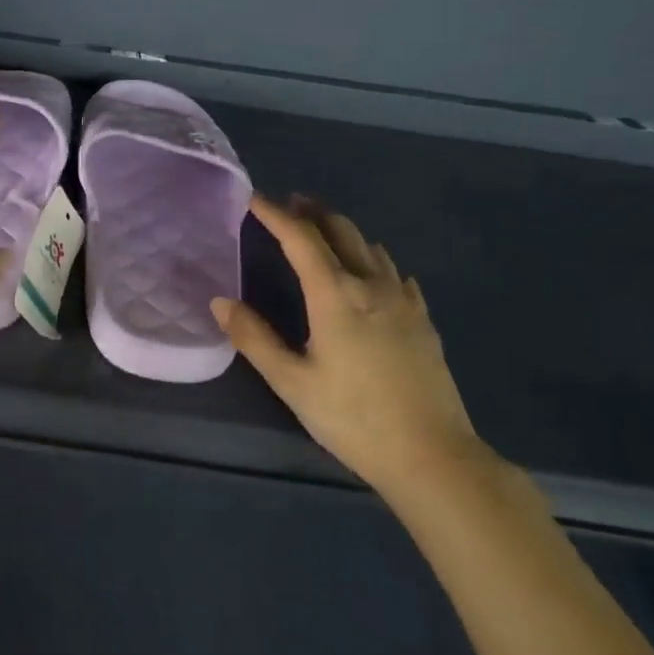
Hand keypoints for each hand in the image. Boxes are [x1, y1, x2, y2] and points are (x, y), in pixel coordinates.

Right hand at [212, 194, 485, 492]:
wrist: (432, 455)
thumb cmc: (353, 418)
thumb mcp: (292, 383)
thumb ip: (255, 339)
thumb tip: (221, 302)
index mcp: (335, 296)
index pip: (301, 239)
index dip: (276, 215)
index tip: (255, 199)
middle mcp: (372, 286)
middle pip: (341, 231)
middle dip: (313, 213)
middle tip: (292, 204)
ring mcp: (404, 301)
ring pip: (372, 248)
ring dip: (344, 231)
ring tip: (325, 232)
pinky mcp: (424, 320)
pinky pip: (396, 274)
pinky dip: (375, 261)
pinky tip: (375, 275)